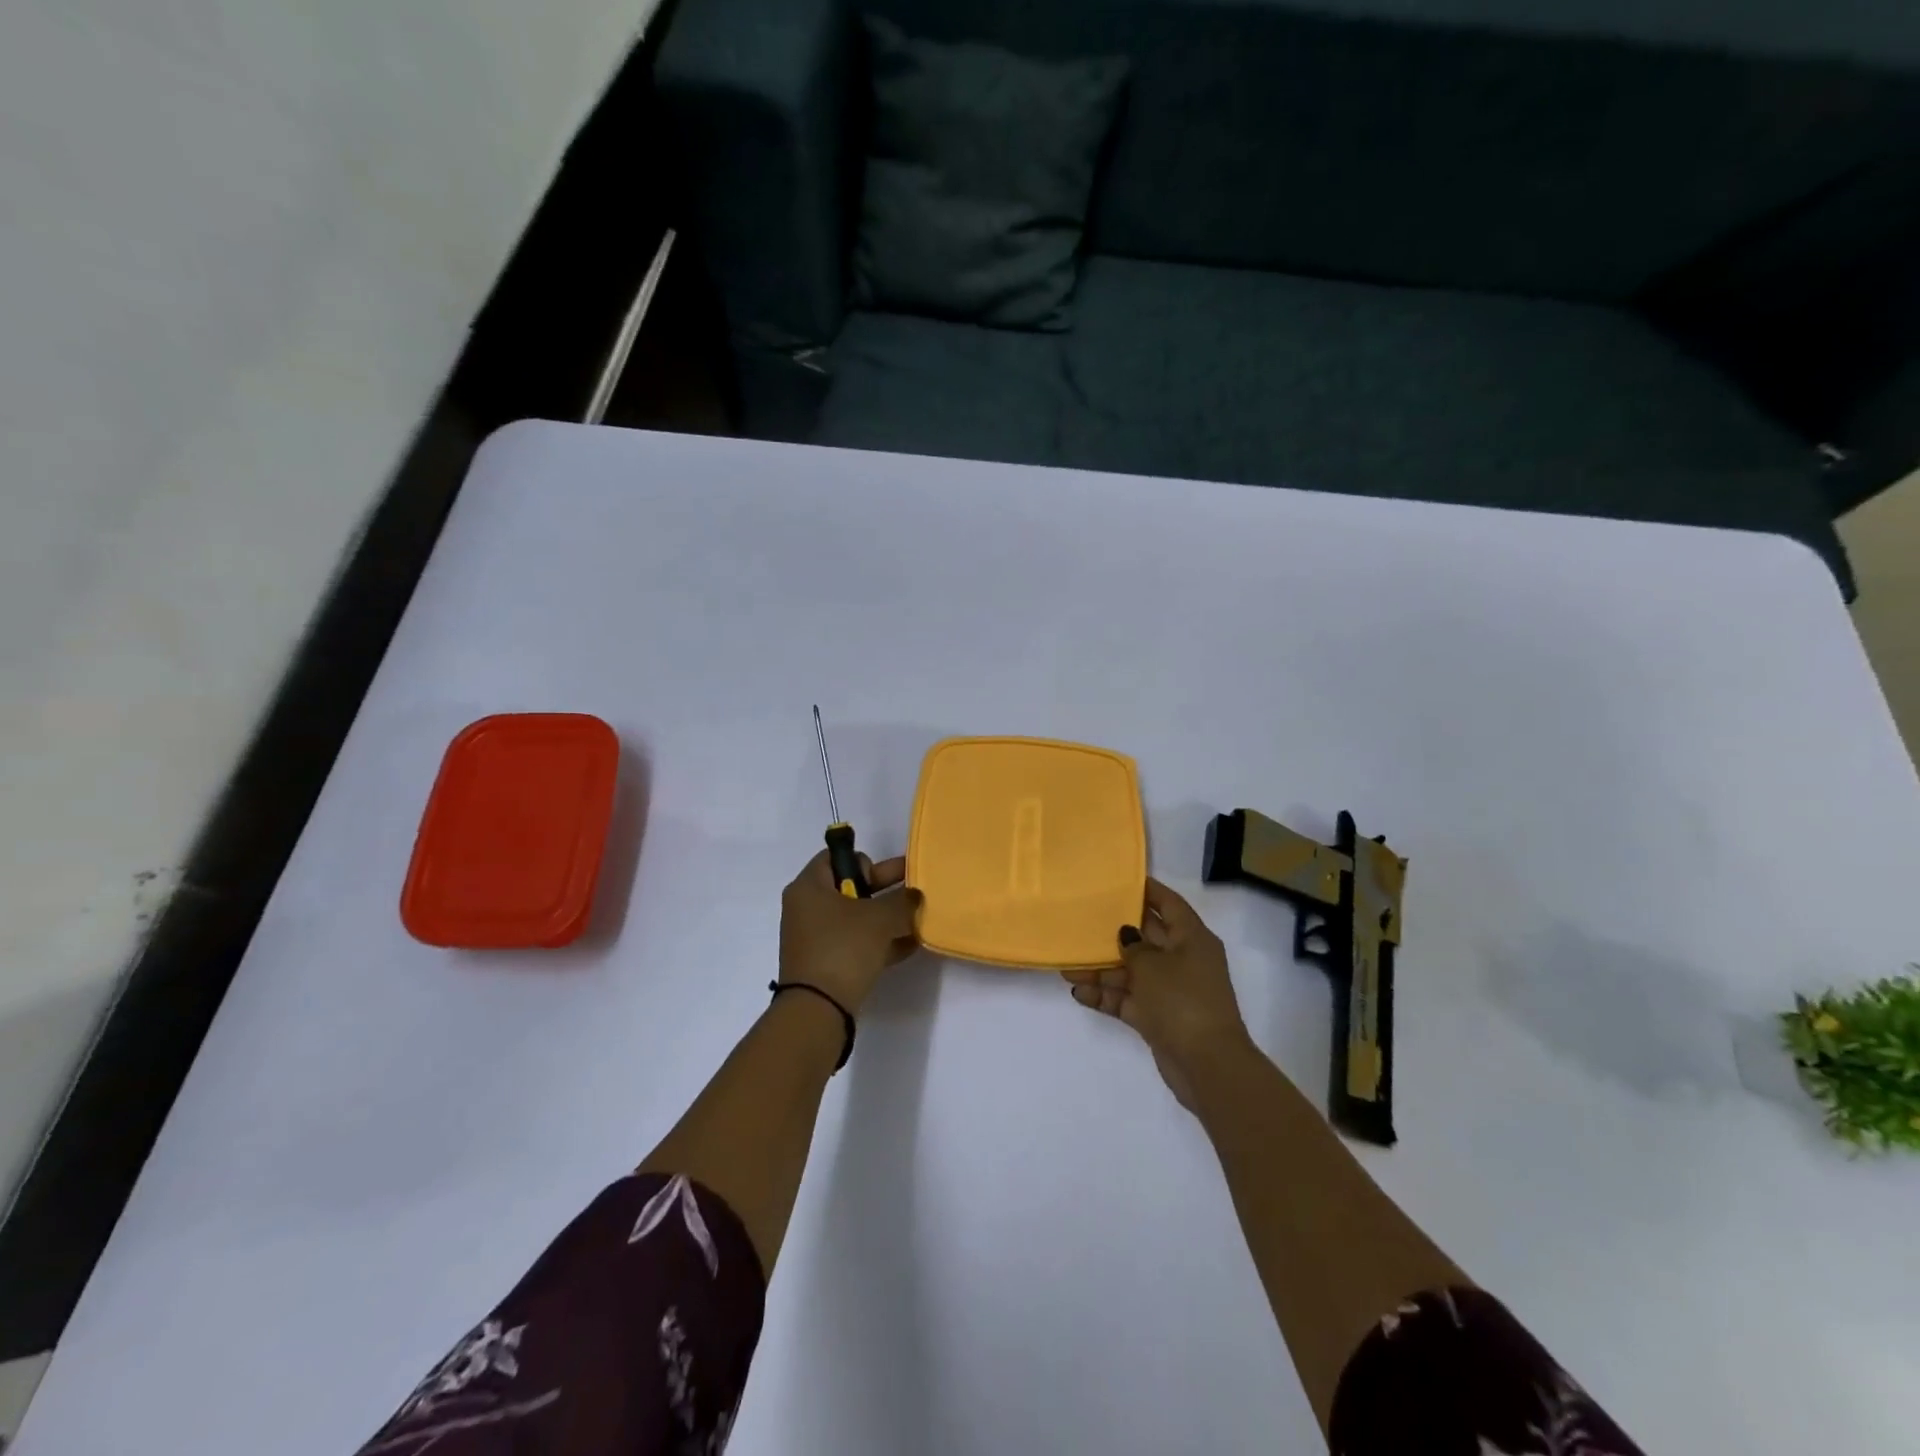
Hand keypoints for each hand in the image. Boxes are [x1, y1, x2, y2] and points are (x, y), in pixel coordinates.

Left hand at [778, 851, 921, 1014]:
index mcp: (809, 886)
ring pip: (856, 918)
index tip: (888, 877)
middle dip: (885, 890)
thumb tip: (914, 895)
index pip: (836, 857)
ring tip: (919, 920)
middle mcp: (807, 908)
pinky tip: (910, 945)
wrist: (818, 1010)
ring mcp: (816, 938)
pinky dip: (879, 942)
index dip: (865, 862)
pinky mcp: (826, 964)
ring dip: (886, 918)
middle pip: (850, 888)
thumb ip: (902, 900)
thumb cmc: (843, 948)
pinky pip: (856, 943)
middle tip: (915, 892)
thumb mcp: (879, 918)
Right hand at [1062, 879, 1253, 1108]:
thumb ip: (1133, 945)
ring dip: (1102, 970)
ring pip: (1132, 971)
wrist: (1206, 1065)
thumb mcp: (1152, 965)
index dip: (1146, 890)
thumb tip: (1126, 934)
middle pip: (1145, 938)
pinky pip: (1128, 999)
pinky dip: (1107, 996)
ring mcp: (1171, 991)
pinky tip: (1078, 993)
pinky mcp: (1158, 1017)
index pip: (1168, 904)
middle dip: (1113, 932)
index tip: (1117, 881)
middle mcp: (1183, 960)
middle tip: (1080, 921)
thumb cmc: (1182, 1000)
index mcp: (1192, 938)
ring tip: (1067, 967)